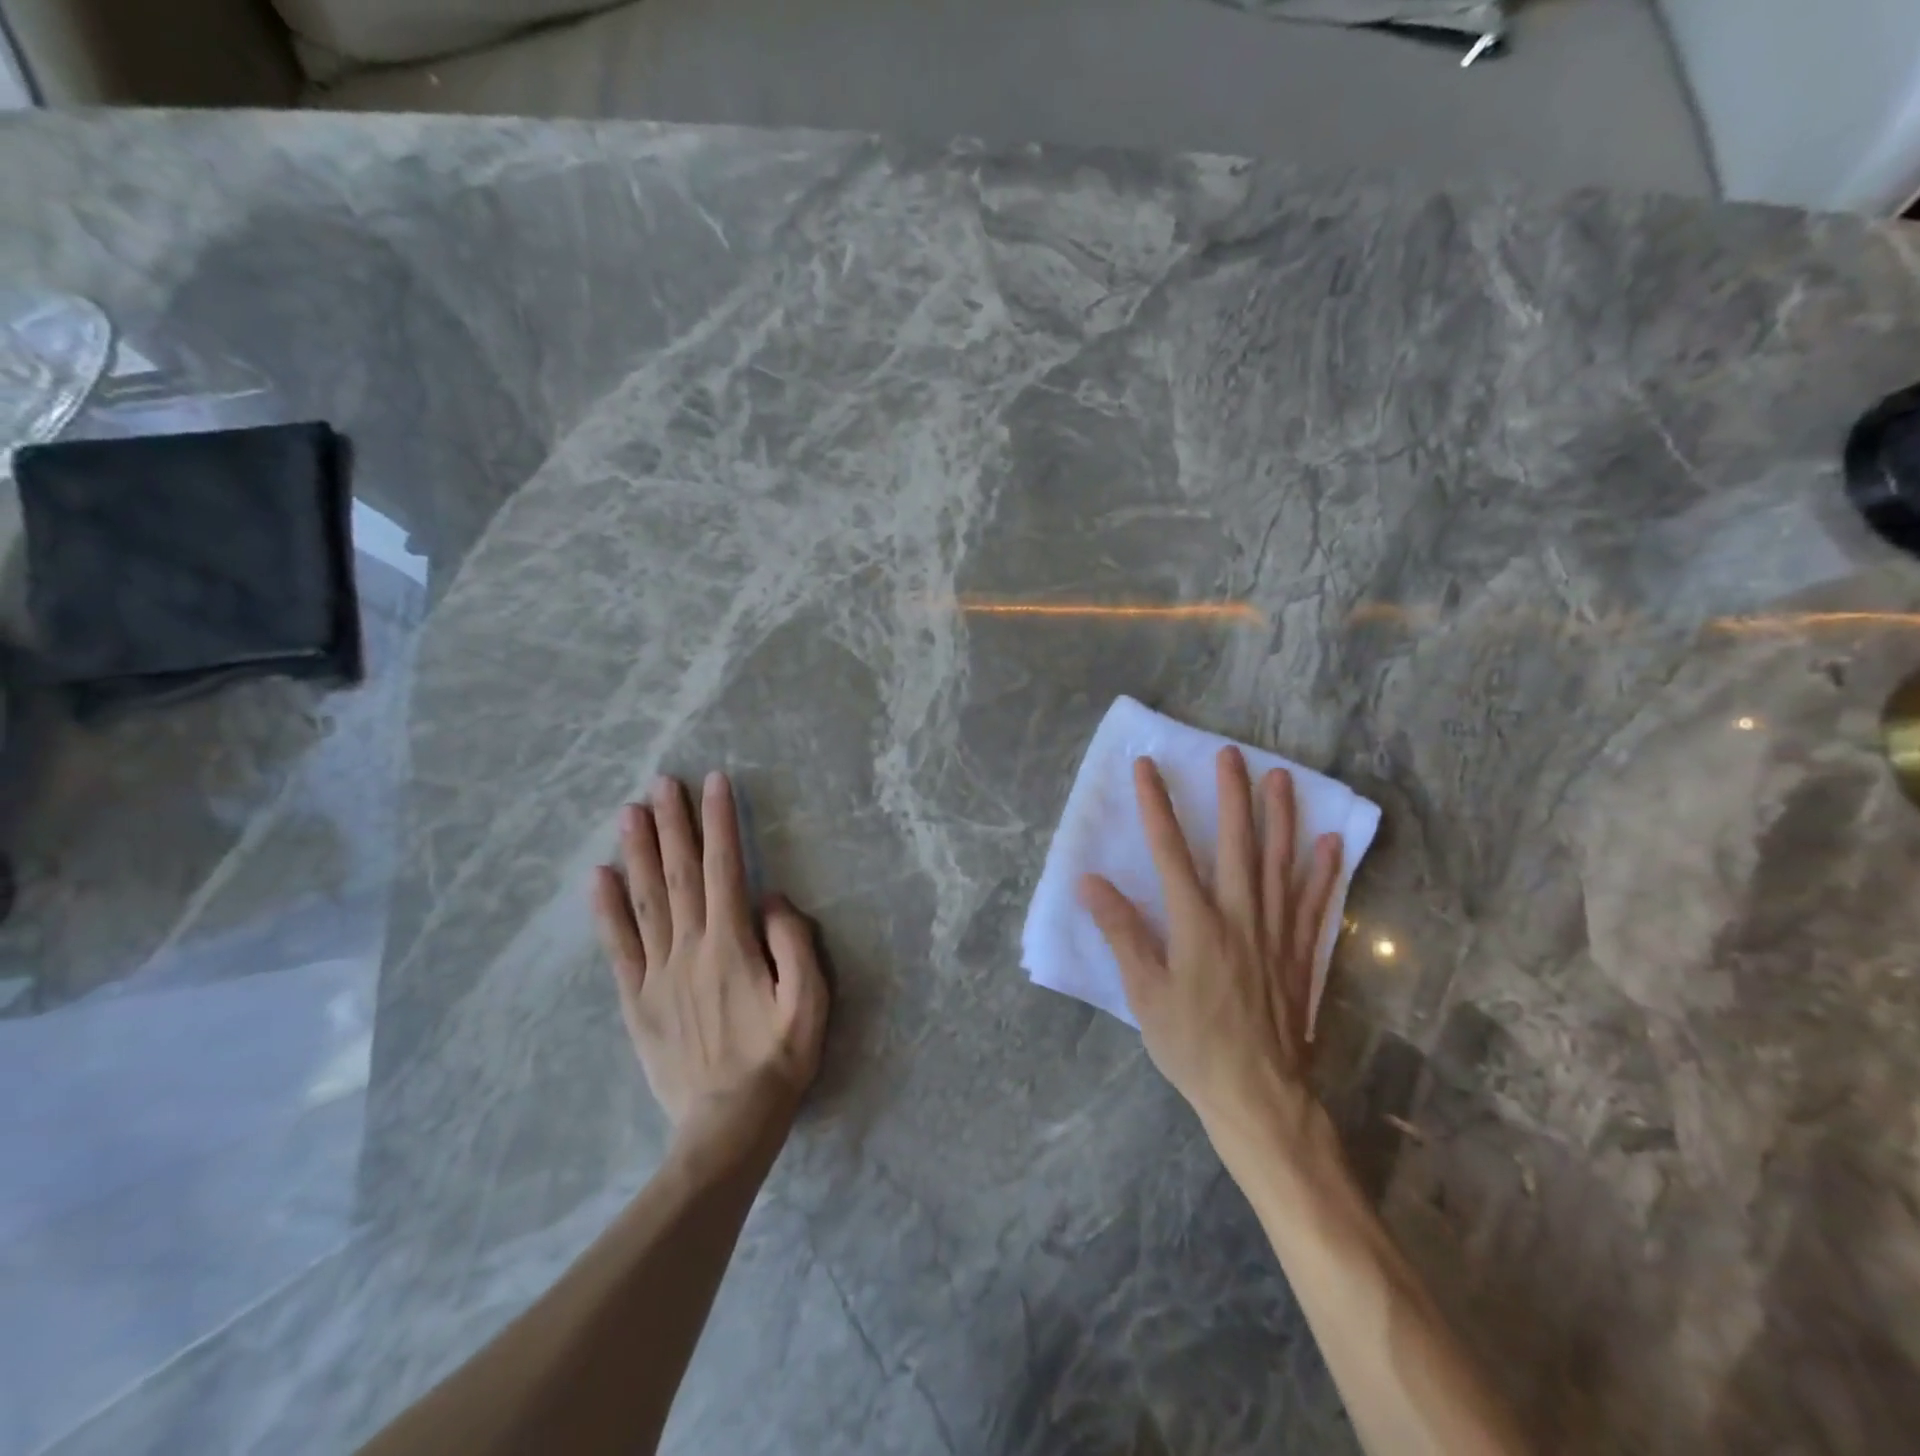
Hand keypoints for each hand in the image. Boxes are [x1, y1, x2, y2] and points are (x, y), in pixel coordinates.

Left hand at [593, 772, 828, 1158]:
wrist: (726, 1127)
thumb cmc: (778, 1061)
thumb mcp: (810, 1003)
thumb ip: (795, 944)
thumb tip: (771, 897)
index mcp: (733, 946)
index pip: (725, 869)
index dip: (720, 823)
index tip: (714, 783)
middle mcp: (690, 949)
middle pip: (679, 874)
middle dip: (673, 823)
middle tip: (662, 782)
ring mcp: (658, 974)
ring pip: (646, 900)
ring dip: (639, 852)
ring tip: (630, 811)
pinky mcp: (637, 1000)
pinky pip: (618, 947)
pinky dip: (606, 909)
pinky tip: (598, 877)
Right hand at [1079, 748, 1341, 1139]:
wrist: (1259, 1097)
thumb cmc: (1192, 1046)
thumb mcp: (1145, 994)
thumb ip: (1122, 933)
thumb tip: (1090, 882)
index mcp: (1195, 924)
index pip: (1169, 851)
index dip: (1156, 807)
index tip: (1147, 768)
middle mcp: (1238, 917)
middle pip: (1235, 844)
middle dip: (1230, 796)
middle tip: (1231, 755)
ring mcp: (1276, 933)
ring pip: (1279, 863)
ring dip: (1280, 818)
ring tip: (1282, 778)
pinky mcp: (1300, 953)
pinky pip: (1313, 903)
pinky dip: (1322, 871)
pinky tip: (1329, 842)